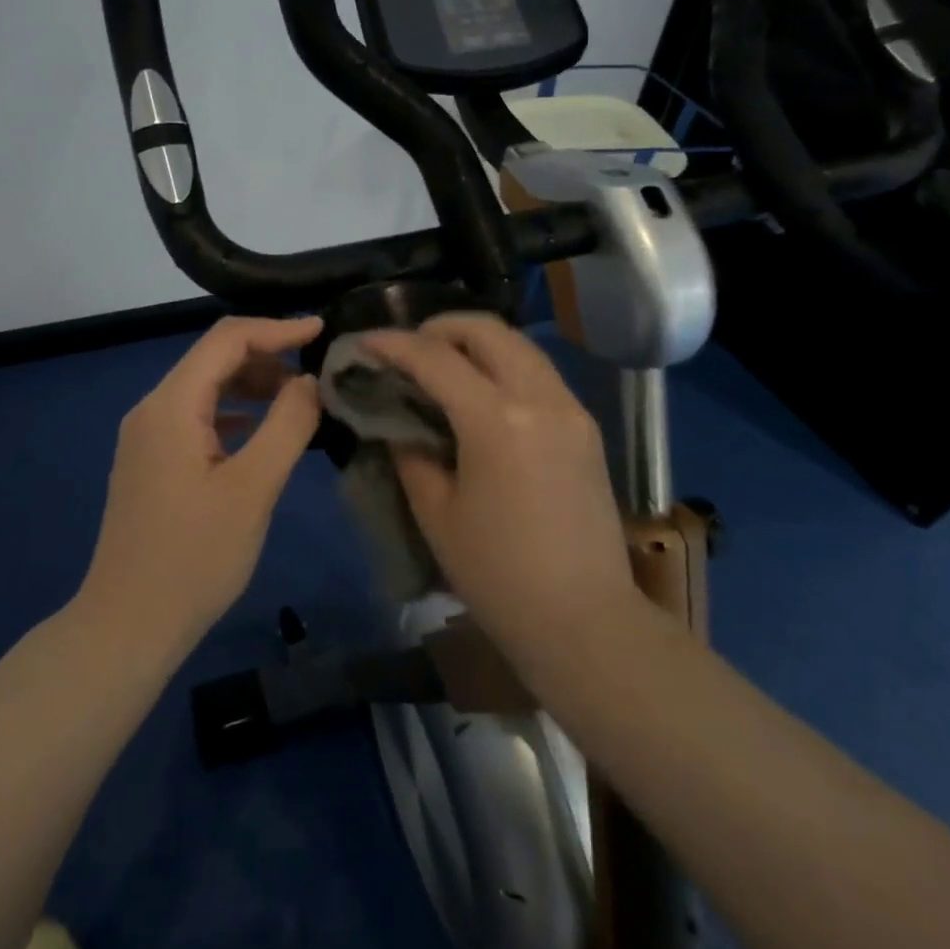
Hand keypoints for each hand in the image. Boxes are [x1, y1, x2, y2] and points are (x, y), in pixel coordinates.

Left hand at [78, 315, 322, 659]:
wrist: (128, 624)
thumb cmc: (194, 558)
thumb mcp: (253, 489)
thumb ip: (287, 425)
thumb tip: (308, 381)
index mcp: (171, 405)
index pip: (226, 339)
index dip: (276, 328)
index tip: (321, 330)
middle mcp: (152, 409)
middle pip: (212, 358)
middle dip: (265, 355)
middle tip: (315, 372)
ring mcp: (146, 436)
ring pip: (204, 388)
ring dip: (250, 384)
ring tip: (297, 399)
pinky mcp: (150, 461)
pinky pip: (196, 417)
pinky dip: (233, 413)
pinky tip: (260, 430)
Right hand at [361, 314, 640, 676]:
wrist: (584, 620)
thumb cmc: (498, 575)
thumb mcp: (437, 513)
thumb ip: (411, 454)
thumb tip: (398, 421)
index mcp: (497, 420)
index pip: (436, 358)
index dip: (394, 344)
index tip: (364, 342)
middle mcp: (540, 399)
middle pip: (487, 330)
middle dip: (440, 327)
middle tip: (407, 348)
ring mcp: (570, 409)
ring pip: (519, 346)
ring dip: (475, 342)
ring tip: (441, 364)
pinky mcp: (585, 427)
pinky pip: (538, 373)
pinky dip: (503, 365)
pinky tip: (480, 393)